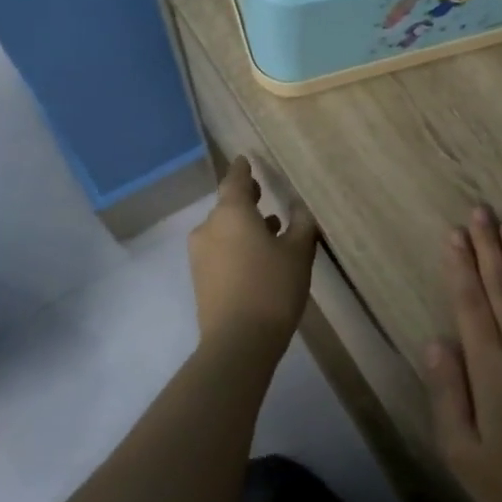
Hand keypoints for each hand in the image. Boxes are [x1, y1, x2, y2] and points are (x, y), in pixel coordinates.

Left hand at [188, 156, 317, 351]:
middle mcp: (209, 227)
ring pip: (224, 230)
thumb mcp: (298, 253)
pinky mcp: (201, 279)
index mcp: (231, 213)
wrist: (238, 341)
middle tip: (263, 193)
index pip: (235, 180)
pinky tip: (258, 258)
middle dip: (245, 200)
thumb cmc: (272, 287)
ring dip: (244, 227)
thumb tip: (299, 206)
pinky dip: (237, 246)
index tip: (247, 160)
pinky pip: (220, 251)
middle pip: (227, 206)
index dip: (243, 170)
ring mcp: (200, 255)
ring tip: (271, 230)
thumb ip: (301, 224)